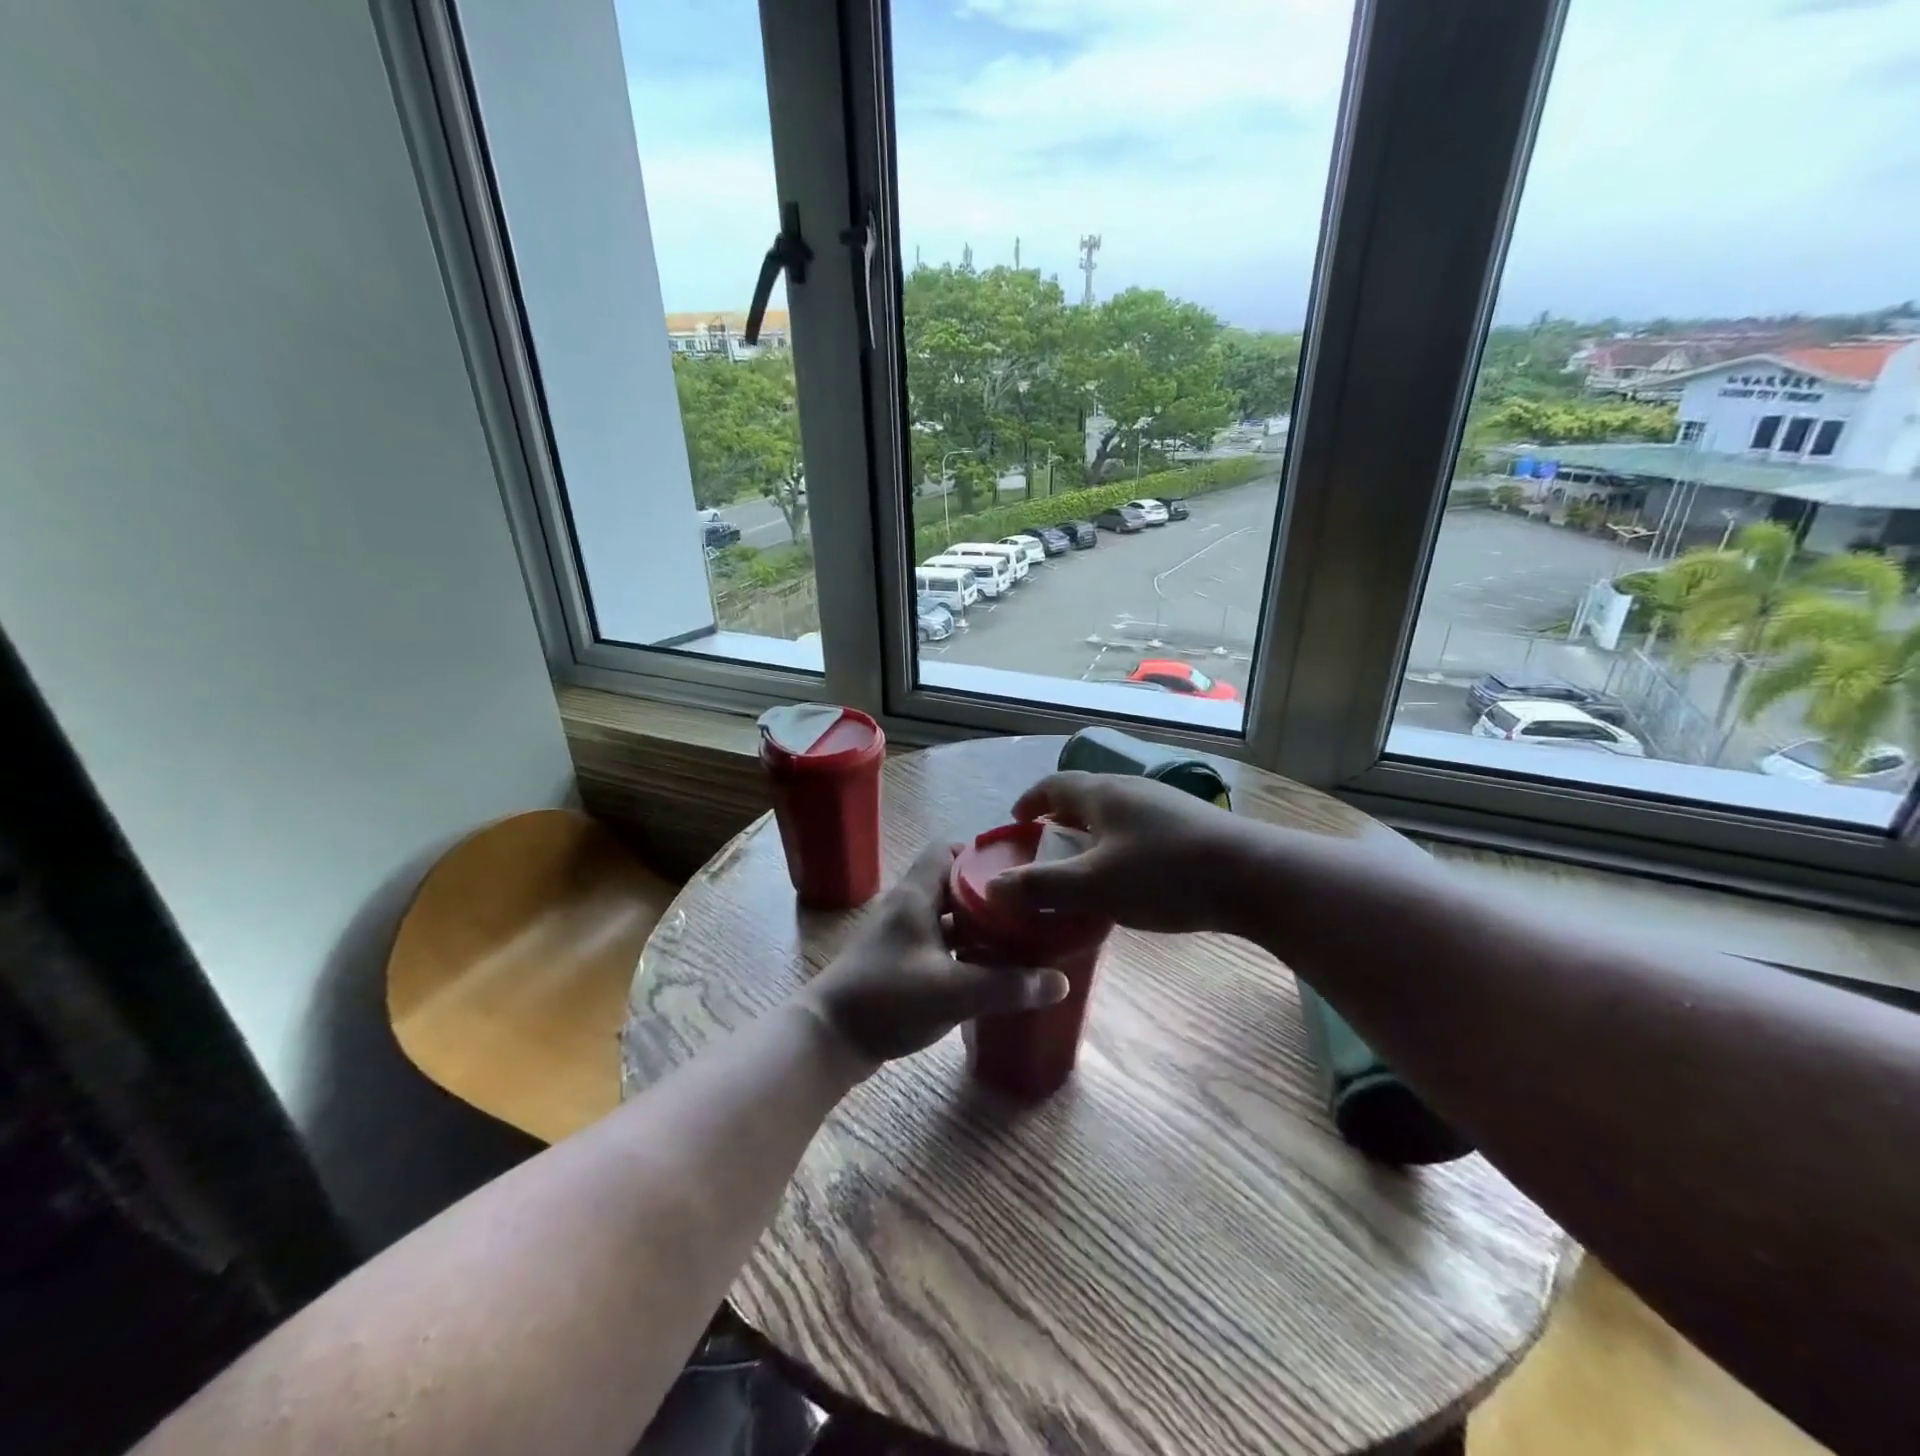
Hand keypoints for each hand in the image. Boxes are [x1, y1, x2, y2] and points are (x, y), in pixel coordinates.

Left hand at [798, 843, 1068, 1067]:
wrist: (829, 1038)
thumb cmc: (887, 999)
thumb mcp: (953, 991)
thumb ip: (1006, 986)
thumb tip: (1061, 982)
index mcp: (915, 896)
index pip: (947, 850)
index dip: (980, 854)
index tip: (1017, 869)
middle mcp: (908, 907)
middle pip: (953, 884)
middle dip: (989, 894)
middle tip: (1028, 908)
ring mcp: (902, 936)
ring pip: (947, 917)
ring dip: (977, 925)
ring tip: (1019, 937)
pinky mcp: (900, 962)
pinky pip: (939, 943)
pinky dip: (963, 949)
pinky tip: (990, 969)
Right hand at [985, 771, 1259, 934]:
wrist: (1255, 876)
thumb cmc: (1165, 874)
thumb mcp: (1095, 885)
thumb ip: (1042, 886)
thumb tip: (993, 887)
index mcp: (1103, 793)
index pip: (1054, 784)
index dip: (1030, 801)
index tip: (1014, 822)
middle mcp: (1131, 790)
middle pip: (1084, 797)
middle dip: (1058, 821)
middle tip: (1043, 851)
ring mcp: (1163, 806)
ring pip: (1113, 815)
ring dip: (1090, 836)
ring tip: (1082, 869)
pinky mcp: (1188, 826)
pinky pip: (1137, 829)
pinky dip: (1117, 847)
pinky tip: (1128, 879)